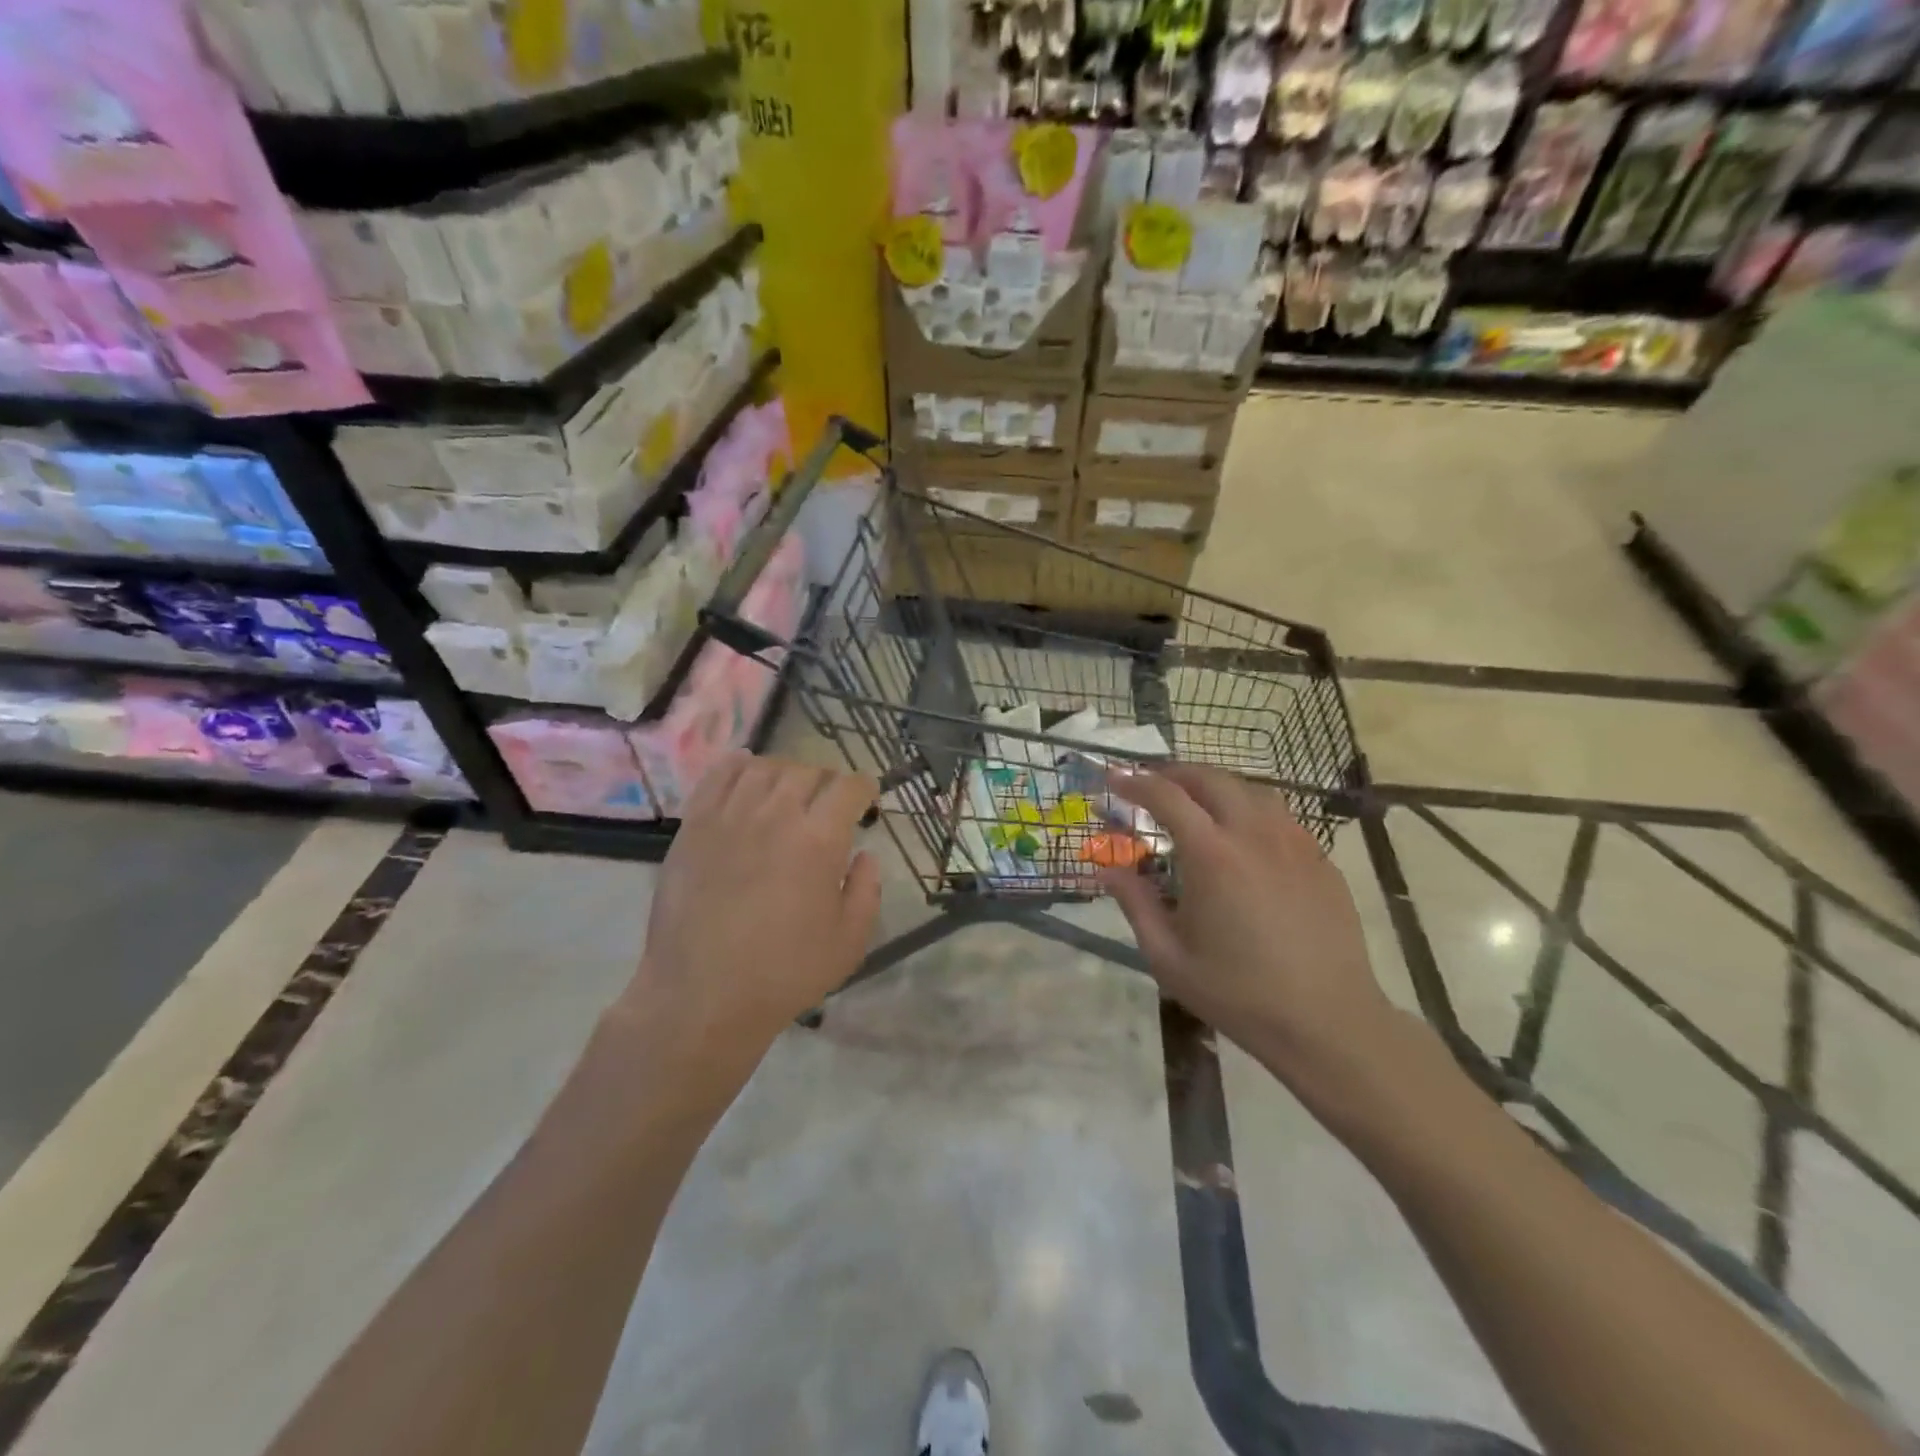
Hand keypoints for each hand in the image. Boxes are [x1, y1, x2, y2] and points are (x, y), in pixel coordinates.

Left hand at [617, 754, 880, 1088]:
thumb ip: (866, 891)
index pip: (848, 787)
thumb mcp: (849, 942)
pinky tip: (747, 772)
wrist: (702, 995)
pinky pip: (718, 776)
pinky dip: (738, 766)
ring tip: (789, 793)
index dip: (864, 788)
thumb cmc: (783, 973)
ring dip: (786, 774)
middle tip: (829, 804)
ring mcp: (730, 816)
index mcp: (819, 839)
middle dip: (827, 783)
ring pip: (765, 768)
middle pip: (808, 771)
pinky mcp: (695, 825)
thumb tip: (865, 856)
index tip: (866, 801)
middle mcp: (776, 814)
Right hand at [1102, 765, 1399, 1101]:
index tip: (1115, 780)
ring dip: (1217, 787)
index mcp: (1212, 855)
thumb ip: (1134, 905)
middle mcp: (1254, 835)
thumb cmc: (1238, 993)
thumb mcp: (1168, 957)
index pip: (1166, 797)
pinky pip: (1281, 817)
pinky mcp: (1321, 860)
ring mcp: (1294, 844)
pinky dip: (1251, 810)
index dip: (1136, 783)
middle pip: (1212, 779)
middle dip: (1176, 773)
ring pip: (1252, 790)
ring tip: (1198, 803)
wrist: (1327, 1021)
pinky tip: (1245, 837)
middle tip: (1153, 785)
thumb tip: (1108, 870)